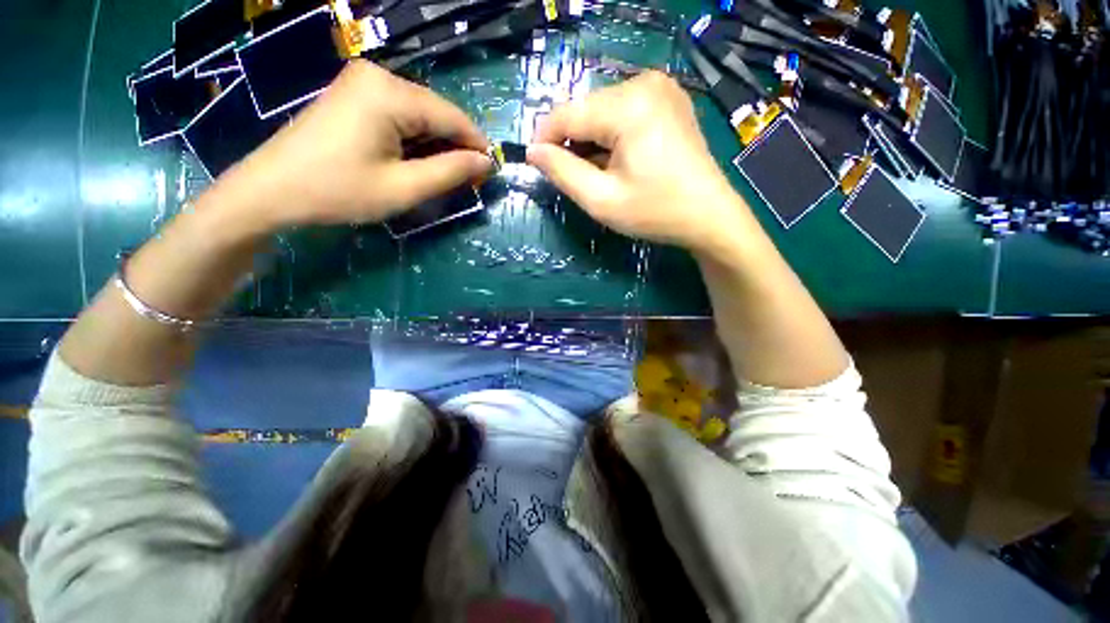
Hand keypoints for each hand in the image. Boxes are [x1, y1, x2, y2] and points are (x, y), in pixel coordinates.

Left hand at [211, 60, 491, 230]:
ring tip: (444, 176)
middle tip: (468, 181)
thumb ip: (451, 172)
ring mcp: (363, 83)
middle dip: (456, 147)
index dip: (477, 145)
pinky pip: (400, 115)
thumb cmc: (339, 190)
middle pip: (436, 113)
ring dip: (437, 145)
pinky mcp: (354, 95)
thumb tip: (486, 162)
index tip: (492, 172)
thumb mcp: (404, 187)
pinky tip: (417, 162)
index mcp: (391, 93)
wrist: (271, 189)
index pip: (452, 116)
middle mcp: (379, 76)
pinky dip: (415, 139)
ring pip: (420, 115)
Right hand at [527, 71, 749, 253]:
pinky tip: (617, 161)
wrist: (708, 216)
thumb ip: (562, 172)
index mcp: (627, 106)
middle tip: (575, 178)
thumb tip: (533, 152)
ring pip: (602, 110)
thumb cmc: (654, 212)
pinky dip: (610, 135)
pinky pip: (622, 111)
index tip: (535, 165)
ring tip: (599, 174)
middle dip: (572, 142)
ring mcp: (660, 87)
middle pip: (585, 109)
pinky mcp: (668, 99)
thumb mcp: (601, 200)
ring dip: (591, 141)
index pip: (566, 113)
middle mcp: (644, 83)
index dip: (544, 139)